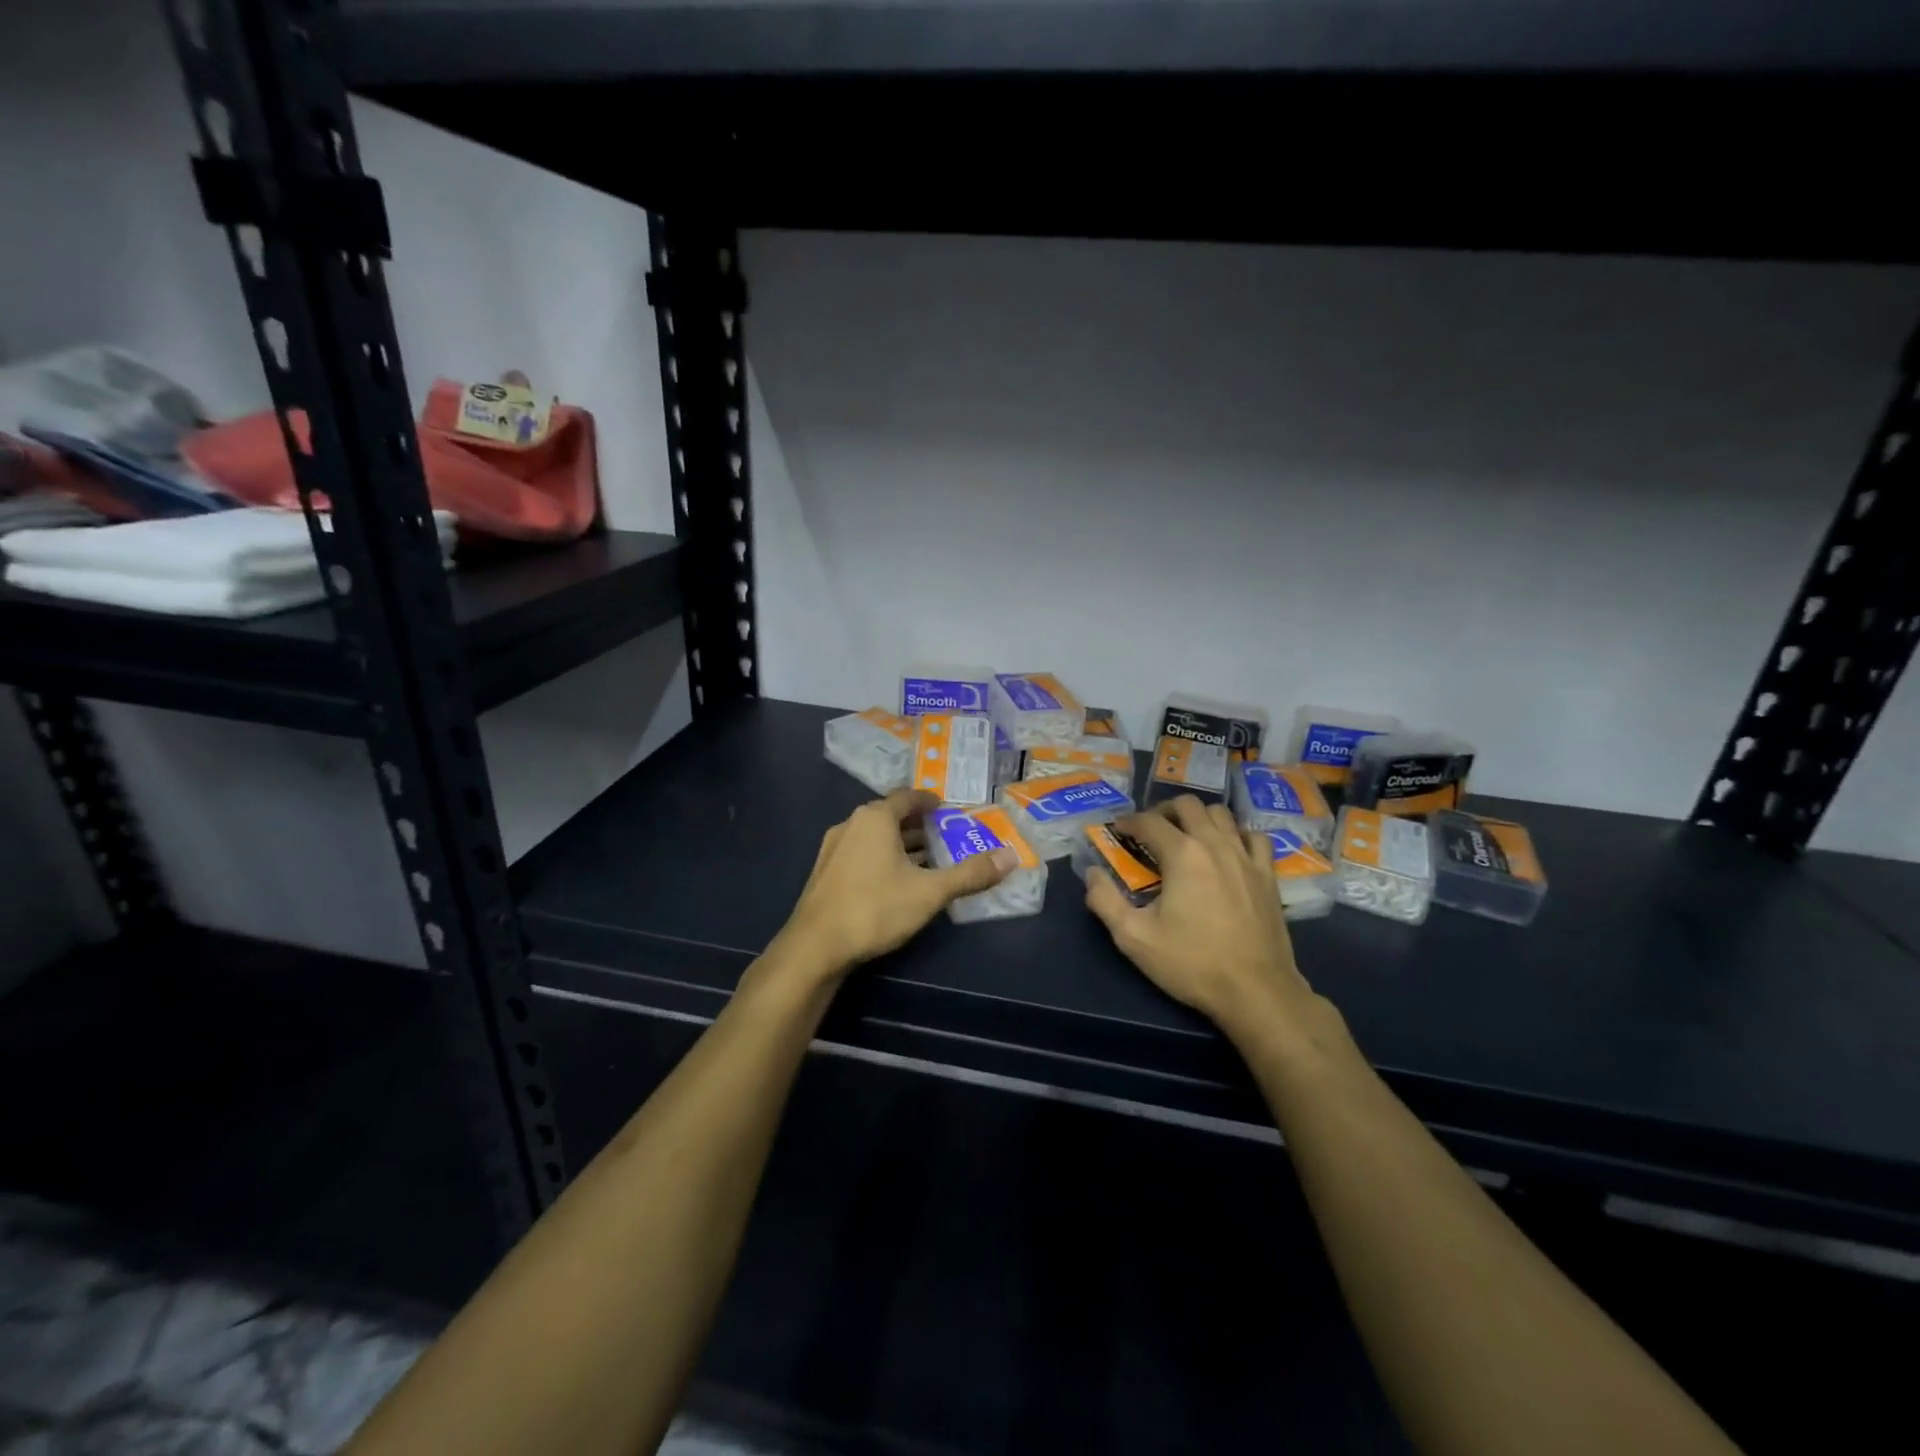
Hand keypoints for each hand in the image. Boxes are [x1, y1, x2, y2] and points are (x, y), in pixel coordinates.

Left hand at [778, 788, 1015, 974]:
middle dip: (920, 826)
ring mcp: (834, 848)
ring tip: (929, 861)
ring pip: (875, 837)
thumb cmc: (875, 908)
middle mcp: (851, 824)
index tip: (950, 810)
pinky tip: (897, 882)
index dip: (930, 802)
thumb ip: (970, 874)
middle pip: (892, 816)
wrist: (815, 947)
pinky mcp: (825, 872)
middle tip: (947, 837)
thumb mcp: (930, 892)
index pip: (908, 797)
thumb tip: (1010, 857)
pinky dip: (883, 858)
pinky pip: (862, 853)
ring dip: (901, 844)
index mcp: (875, 818)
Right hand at [1086, 797, 1320, 1037]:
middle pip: (1188, 805)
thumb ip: (1104, 901)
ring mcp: (1246, 857)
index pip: (1149, 821)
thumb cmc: (1191, 963)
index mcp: (1182, 854)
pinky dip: (1237, 834)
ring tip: (1186, 836)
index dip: (1128, 822)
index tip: (1117, 832)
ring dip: (1199, 817)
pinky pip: (1254, 837)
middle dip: (1163, 810)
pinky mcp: (1268, 875)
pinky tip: (1228, 851)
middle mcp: (1215, 844)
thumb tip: (1092, 874)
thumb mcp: (1133, 938)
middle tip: (1150, 831)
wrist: (1256, 991)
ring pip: (1222, 814)